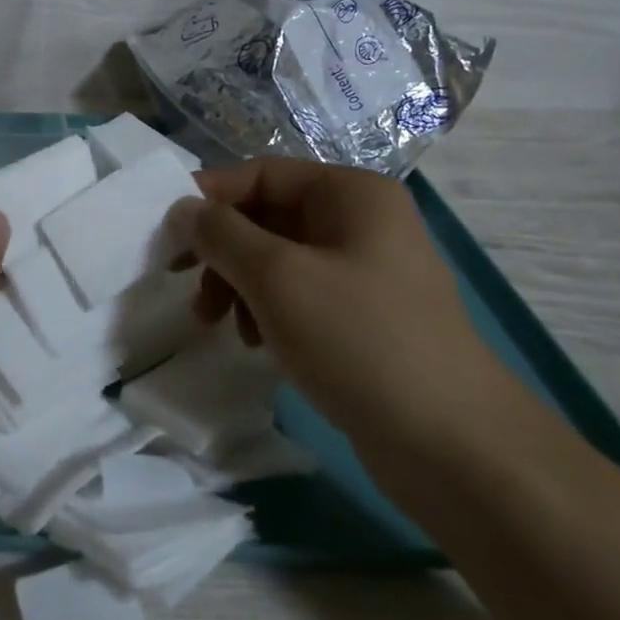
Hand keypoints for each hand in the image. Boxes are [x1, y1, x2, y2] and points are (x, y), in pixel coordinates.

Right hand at [170, 158, 517, 457]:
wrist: (453, 446)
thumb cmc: (358, 339)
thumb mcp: (276, 277)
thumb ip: (220, 234)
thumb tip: (181, 208)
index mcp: (351, 194)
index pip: (261, 173)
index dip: (209, 196)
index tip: (166, 232)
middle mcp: (361, 222)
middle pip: (267, 216)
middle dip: (222, 249)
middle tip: (183, 281)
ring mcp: (366, 271)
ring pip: (278, 259)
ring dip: (238, 283)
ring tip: (216, 322)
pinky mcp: (365, 317)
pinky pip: (300, 295)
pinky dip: (267, 310)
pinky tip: (255, 343)